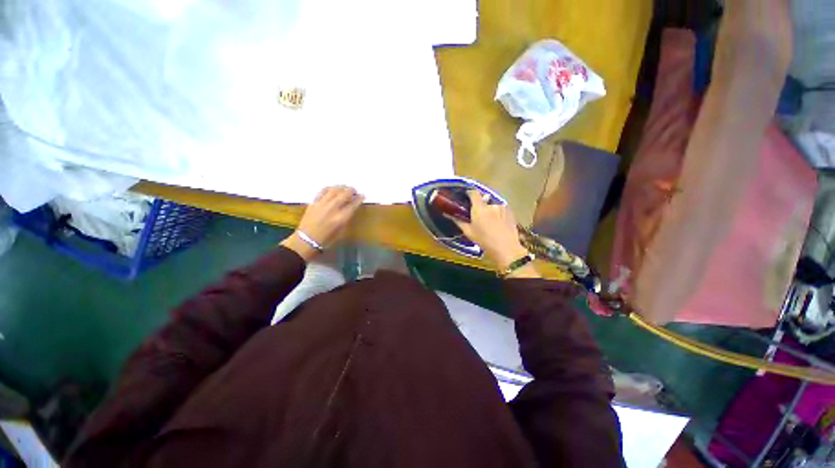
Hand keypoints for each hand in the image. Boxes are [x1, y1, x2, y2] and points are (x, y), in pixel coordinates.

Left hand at [281, 186, 363, 260]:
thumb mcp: (341, 231)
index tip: (363, 195)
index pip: (353, 204)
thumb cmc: (327, 239)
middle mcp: (333, 208)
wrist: (307, 240)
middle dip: (352, 191)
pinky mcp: (314, 203)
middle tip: (355, 191)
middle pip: (344, 194)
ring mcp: (322, 204)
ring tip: (345, 187)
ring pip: (334, 190)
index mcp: (341, 218)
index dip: (359, 198)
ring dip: (341, 187)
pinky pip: (323, 191)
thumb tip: (351, 208)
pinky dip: (329, 188)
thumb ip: (346, 218)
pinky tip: (332, 189)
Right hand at [450, 191, 535, 276]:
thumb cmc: (484, 240)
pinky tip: (497, 221)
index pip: (473, 192)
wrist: (505, 247)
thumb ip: (459, 222)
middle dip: (480, 204)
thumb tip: (450, 215)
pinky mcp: (510, 211)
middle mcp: (491, 204)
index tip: (466, 195)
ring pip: (492, 204)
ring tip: (488, 219)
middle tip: (477, 213)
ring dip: (489, 208)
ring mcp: (502, 207)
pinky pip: (501, 208)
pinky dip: (497, 212)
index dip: (469, 192)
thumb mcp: (469, 232)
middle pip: (483, 198)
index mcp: (479, 207)